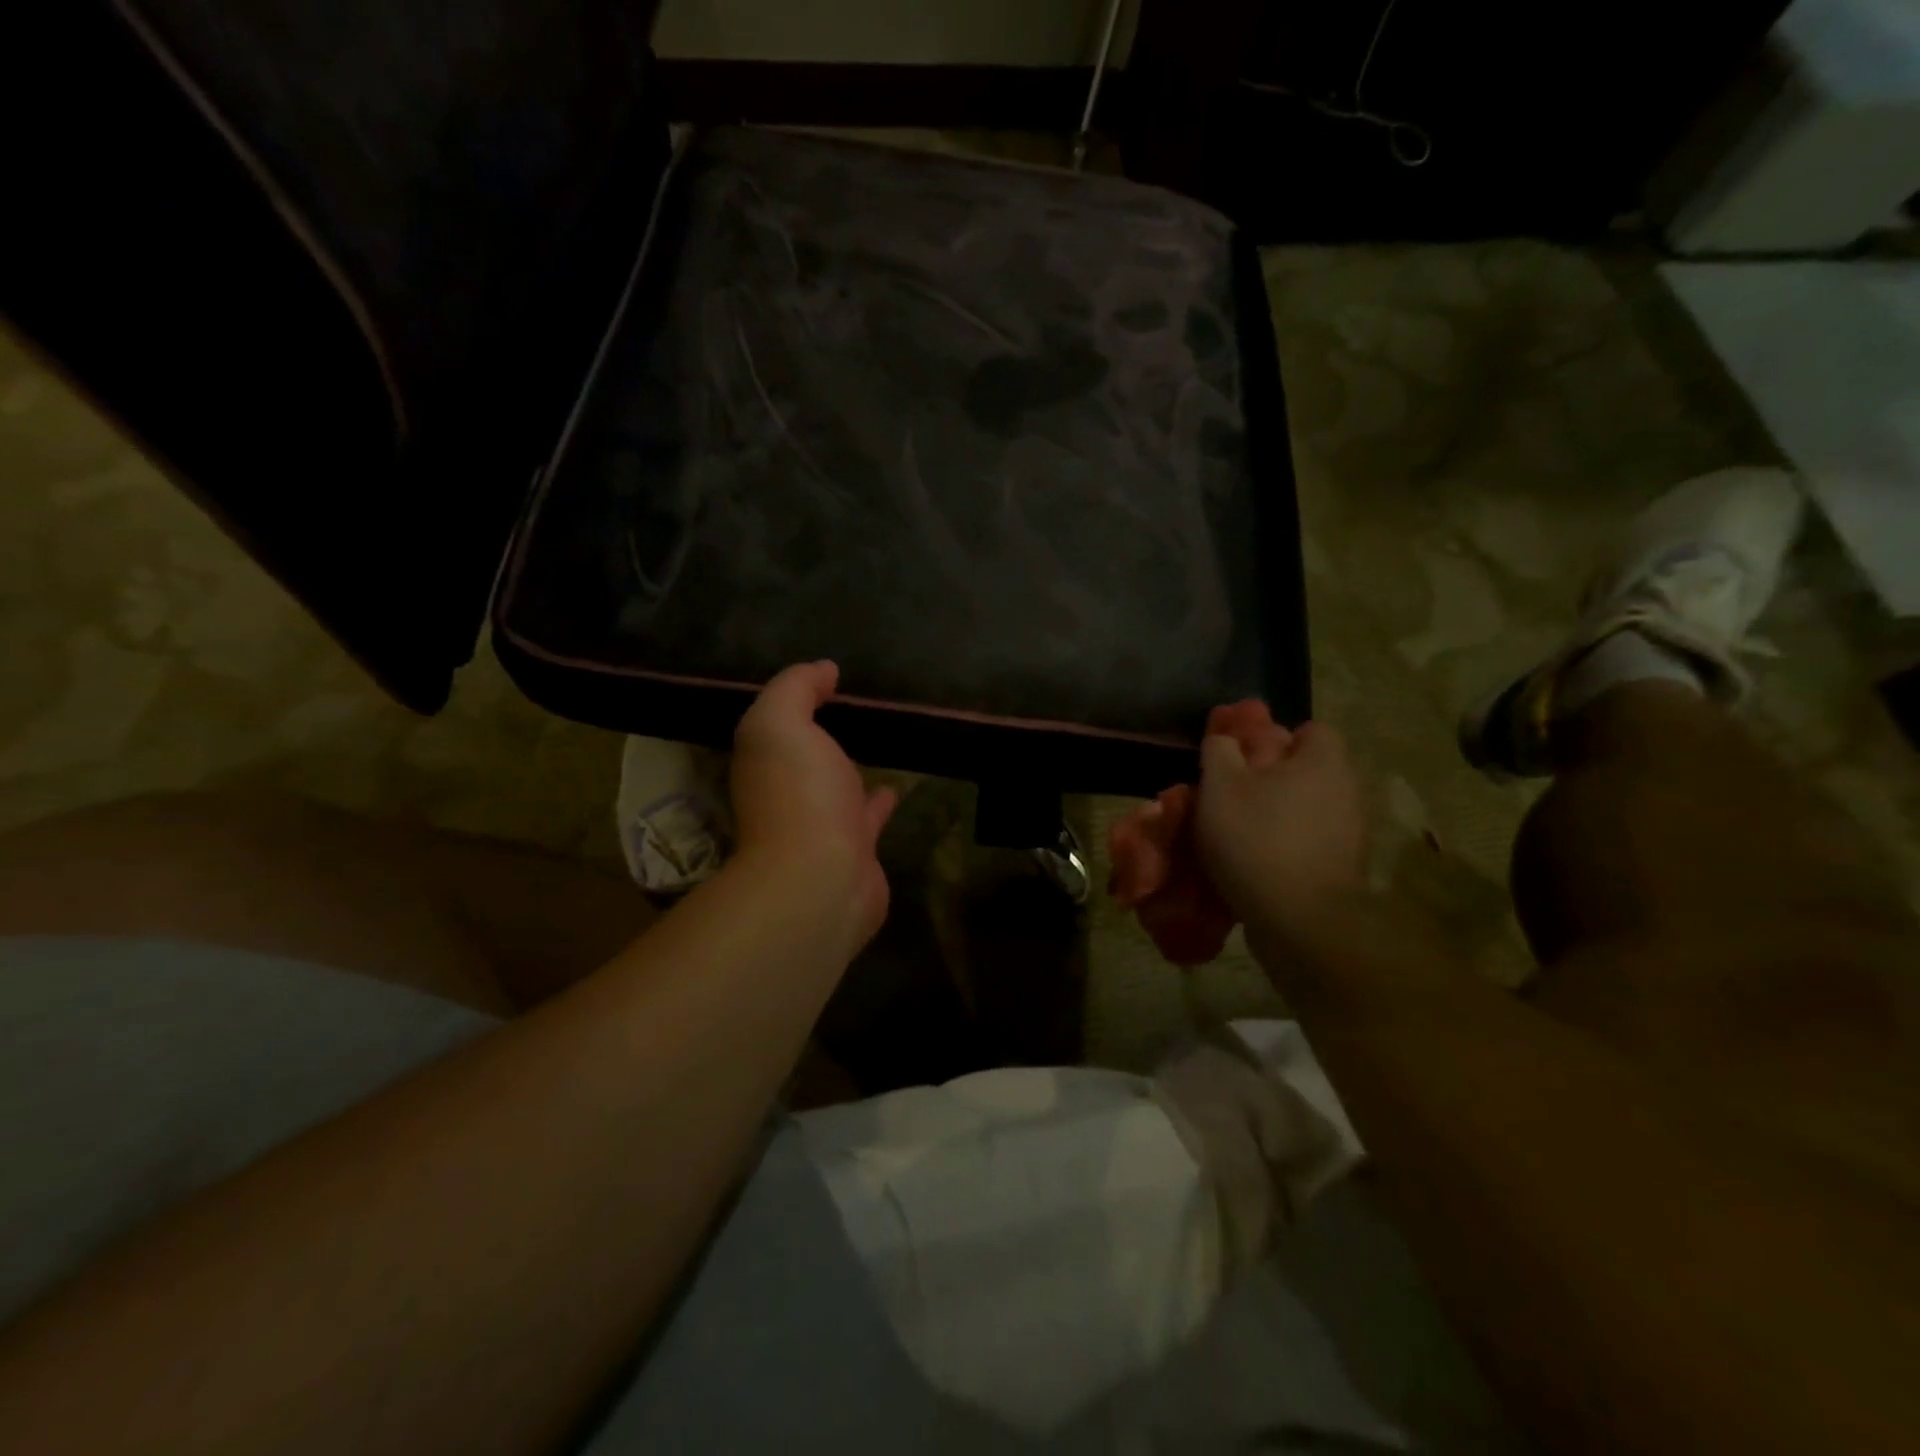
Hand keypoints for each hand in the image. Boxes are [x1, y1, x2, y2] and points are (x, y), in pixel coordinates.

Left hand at [730, 662, 897, 952]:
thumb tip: (823, 669)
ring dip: (849, 768)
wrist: (822, 879)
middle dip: (820, 735)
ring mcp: (821, 824)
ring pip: (836, 786)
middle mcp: (787, 792)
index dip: (796, 699)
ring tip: (877, 741)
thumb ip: (795, 689)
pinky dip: (880, 801)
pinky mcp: (856, 849)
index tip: (827, 678)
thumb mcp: (781, 723)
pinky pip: (869, 816)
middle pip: (803, 757)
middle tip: (854, 708)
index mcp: (765, 761)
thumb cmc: (799, 794)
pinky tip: (896, 786)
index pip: (776, 724)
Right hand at [1194, 720, 1368, 948]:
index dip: (1276, 736)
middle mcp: (1345, 792)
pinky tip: (1250, 861)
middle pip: (1306, 771)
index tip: (1243, 755)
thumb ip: (1220, 752)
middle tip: (1229, 792)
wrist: (1300, 922)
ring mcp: (1347, 835)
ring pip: (1303, 810)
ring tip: (1233, 831)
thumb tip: (1224, 737)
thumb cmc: (1257, 839)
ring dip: (1273, 815)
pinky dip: (1281, 847)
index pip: (1311, 730)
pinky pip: (1305, 844)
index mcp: (1323, 763)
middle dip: (1269, 778)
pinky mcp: (1339, 870)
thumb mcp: (1220, 786)